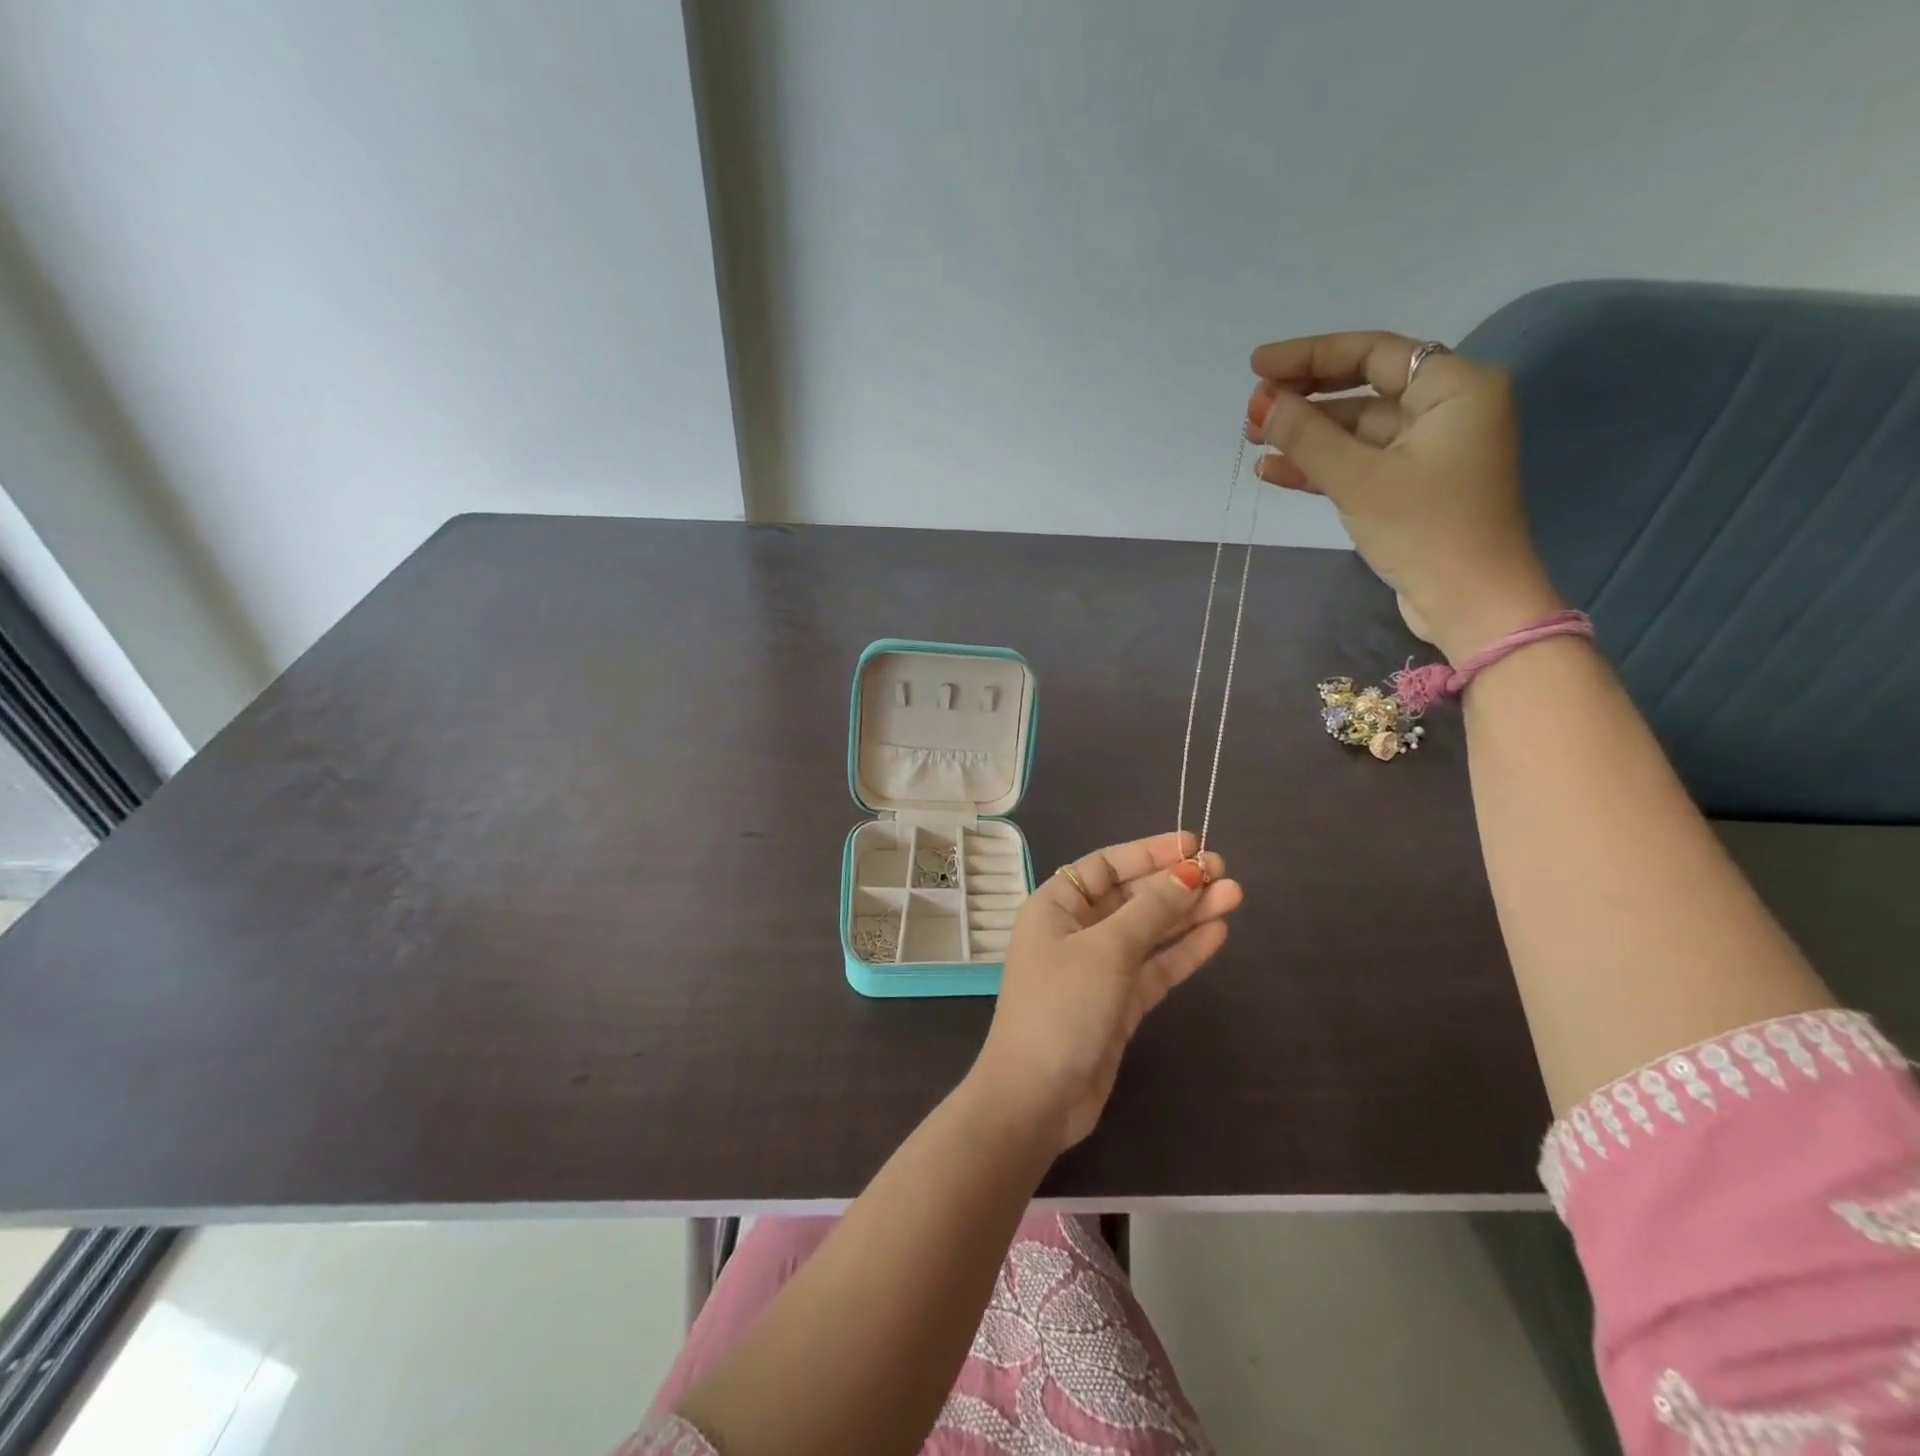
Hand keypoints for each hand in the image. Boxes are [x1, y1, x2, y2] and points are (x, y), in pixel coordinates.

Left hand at [971, 832, 1242, 1154]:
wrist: (1038, 1096)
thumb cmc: (1063, 1006)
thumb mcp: (1107, 949)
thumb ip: (1150, 910)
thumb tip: (1188, 872)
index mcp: (1055, 906)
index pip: (1106, 865)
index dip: (1149, 852)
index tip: (1193, 844)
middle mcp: (1075, 930)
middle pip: (1131, 896)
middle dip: (1175, 883)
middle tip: (1224, 870)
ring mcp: (1097, 968)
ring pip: (1148, 931)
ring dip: (1188, 914)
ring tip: (1234, 896)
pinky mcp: (1118, 1003)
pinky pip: (1154, 967)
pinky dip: (1183, 951)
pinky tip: (1217, 933)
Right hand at [1246, 332, 1562, 660]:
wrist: (1469, 602)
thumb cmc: (1425, 530)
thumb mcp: (1359, 479)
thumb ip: (1308, 436)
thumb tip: (1262, 404)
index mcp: (1454, 388)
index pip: (1372, 353)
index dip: (1310, 356)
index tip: (1257, 367)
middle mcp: (1445, 409)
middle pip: (1362, 388)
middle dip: (1304, 398)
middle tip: (1252, 410)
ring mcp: (1427, 450)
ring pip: (1355, 429)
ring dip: (1305, 435)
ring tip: (1252, 441)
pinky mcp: (1410, 486)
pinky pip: (1359, 462)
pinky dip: (1319, 465)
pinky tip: (1272, 470)